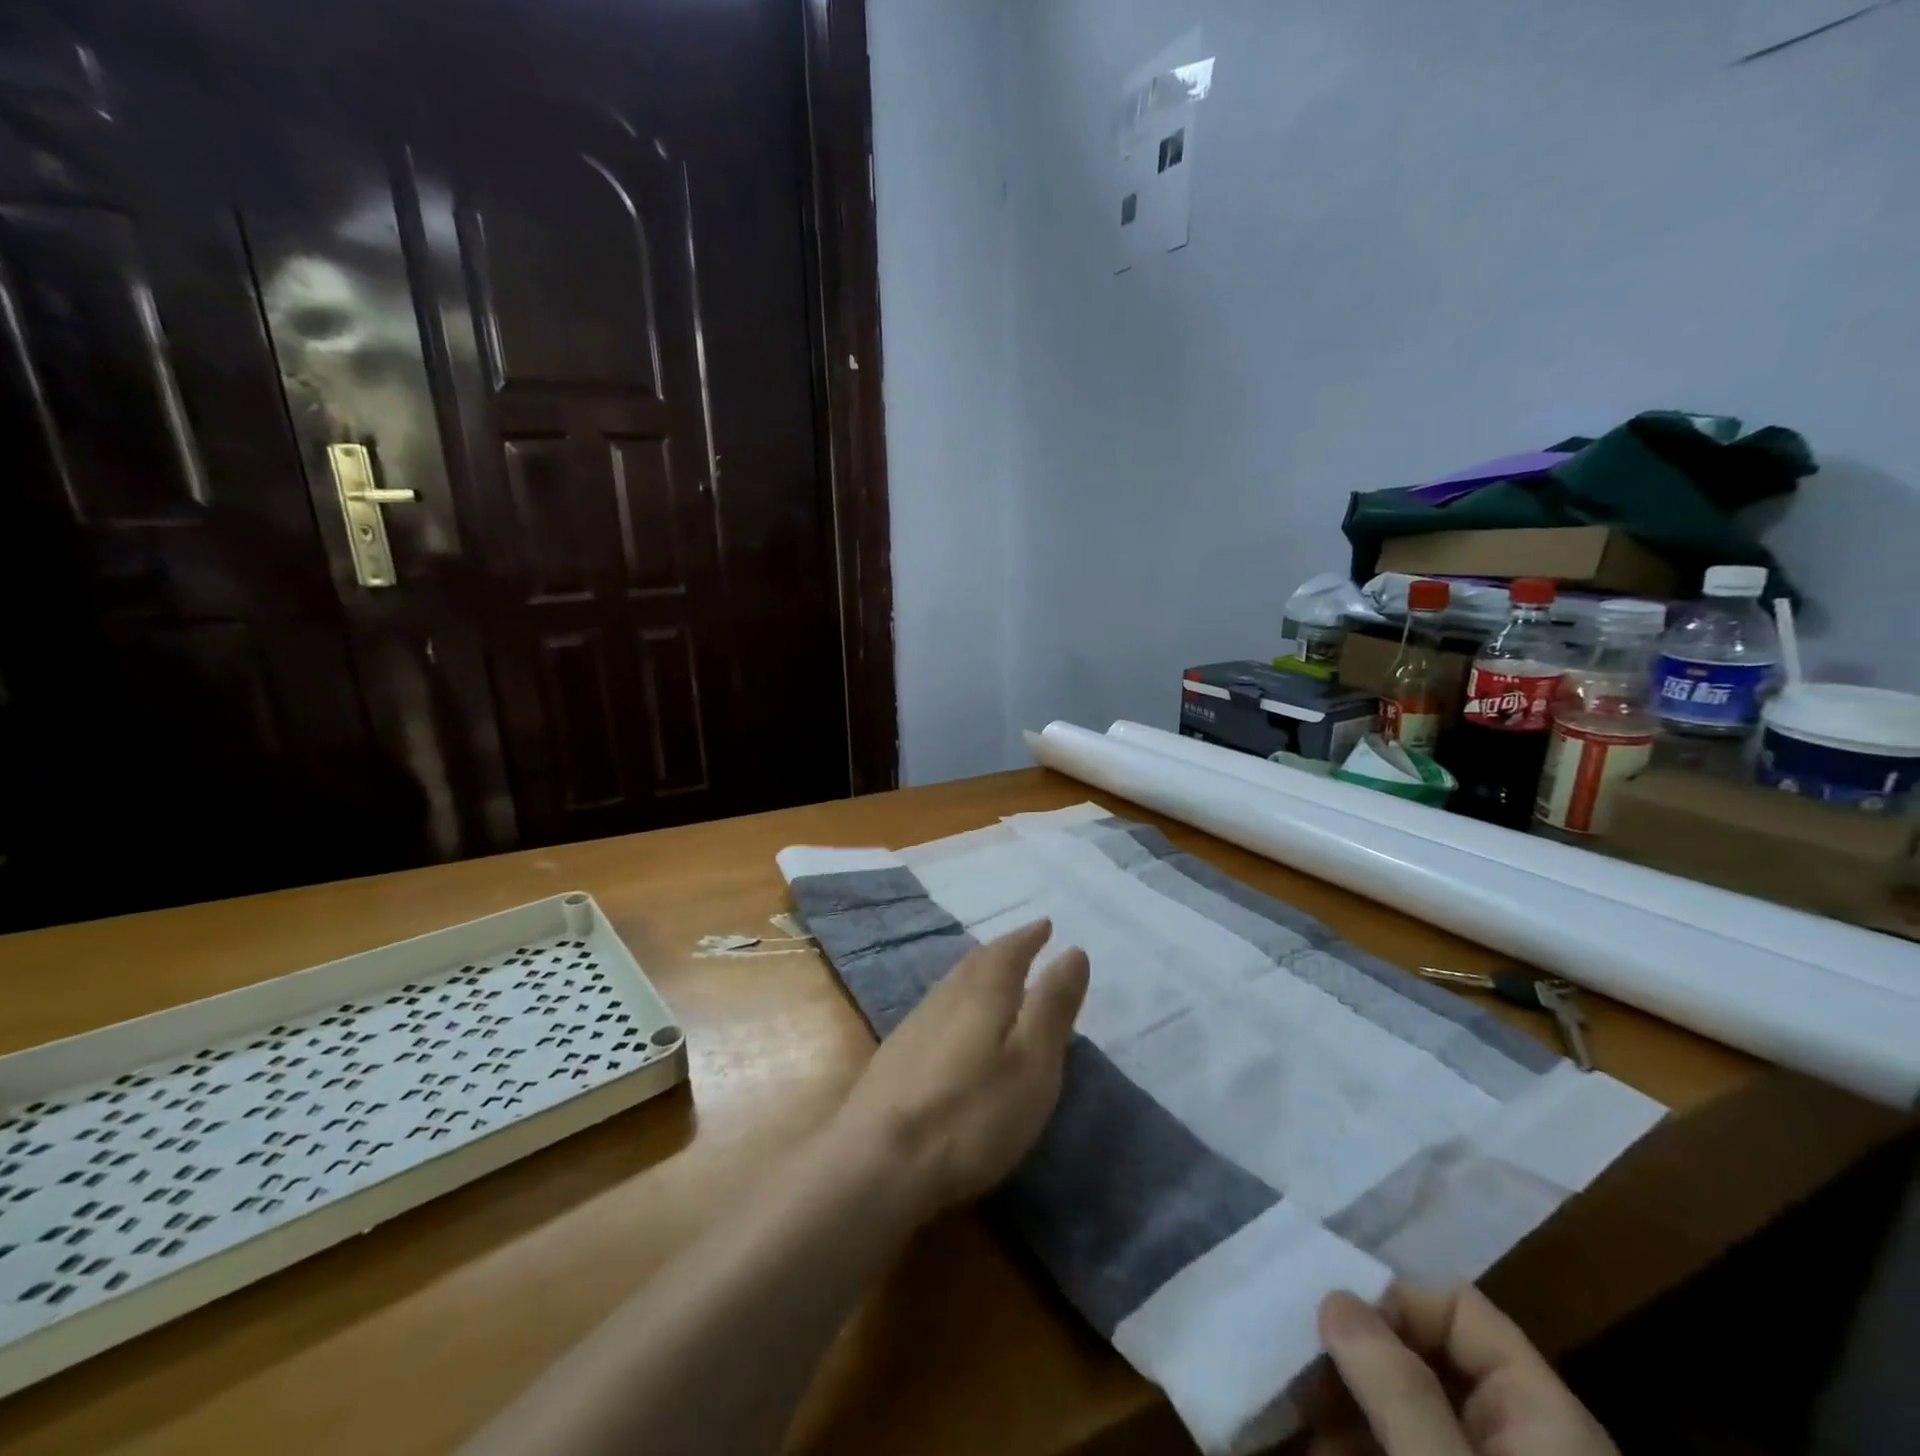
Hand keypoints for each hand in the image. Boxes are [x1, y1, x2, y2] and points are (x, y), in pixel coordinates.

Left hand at [829, 920, 1089, 1224]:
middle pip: (977, 962)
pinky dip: (958, 1001)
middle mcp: (946, 996)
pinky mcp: (896, 1056)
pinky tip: (955, 1022)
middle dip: (1003, 951)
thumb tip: (1073, 951)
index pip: (1010, 951)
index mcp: (983, 992)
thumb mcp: (1032, 1063)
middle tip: (1022, 944)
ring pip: (953, 984)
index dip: (1029, 937)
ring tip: (994, 976)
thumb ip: (1052, 1006)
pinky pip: (937, 1009)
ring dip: (977, 973)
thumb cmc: (971, 1114)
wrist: (878, 1162)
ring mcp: (915, 1025)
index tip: (1045, 925)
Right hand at [1310, 1285, 1617, 1455]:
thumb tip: (1333, 1294)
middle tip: (1289, 1349)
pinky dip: (1343, 1432)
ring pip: (1395, 1403)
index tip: (1334, 1322)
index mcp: (1543, 1412)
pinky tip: (1300, 1428)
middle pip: (1419, 1353)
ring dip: (1336, 1391)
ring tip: (1283, 1385)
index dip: (1393, 1301)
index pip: (1459, 1307)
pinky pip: (1389, 1441)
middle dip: (1351, 1348)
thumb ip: (1401, 1387)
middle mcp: (1512, 1431)